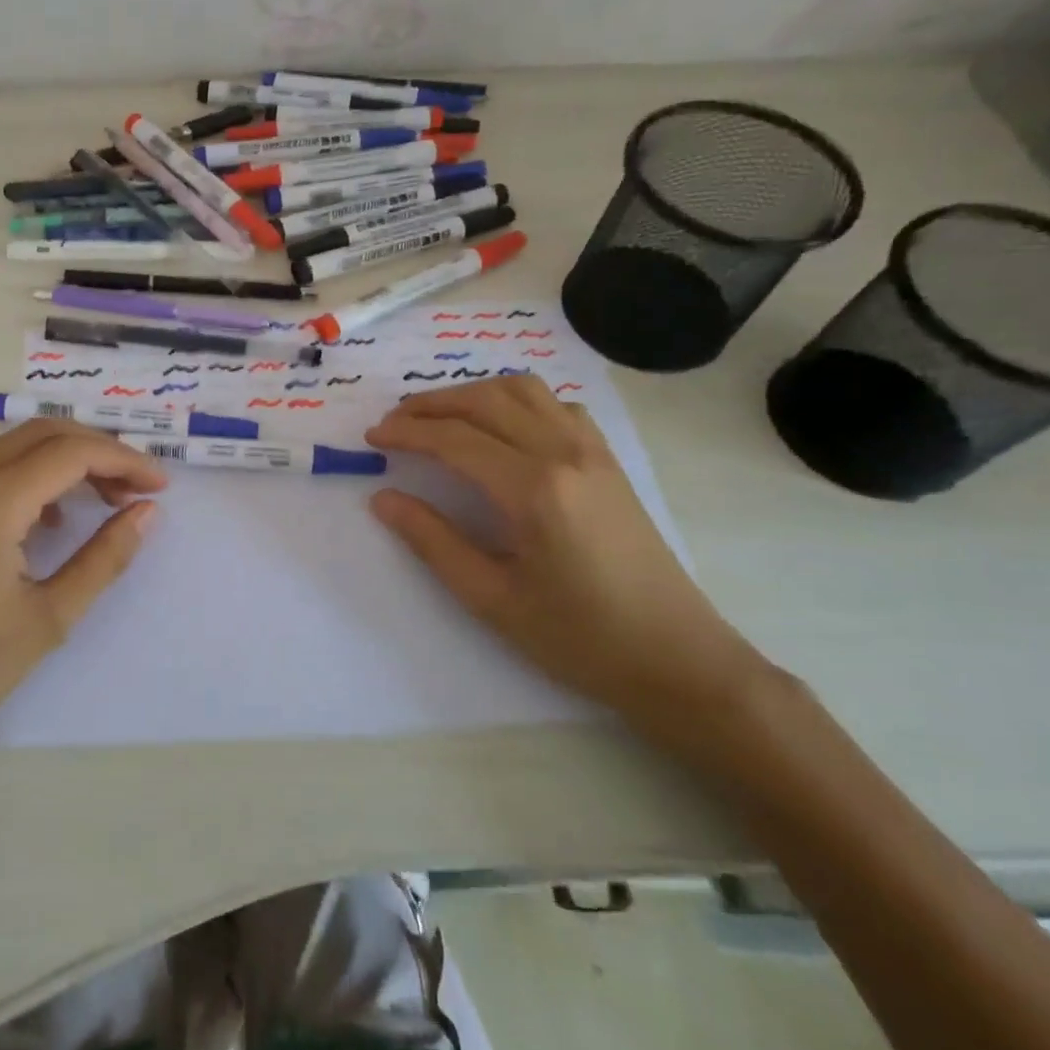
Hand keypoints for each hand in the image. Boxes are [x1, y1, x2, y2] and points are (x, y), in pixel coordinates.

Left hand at [0, 421, 165, 831]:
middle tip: (140, 489)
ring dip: (71, 460)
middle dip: (101, 451)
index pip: (71, 453)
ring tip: (111, 499)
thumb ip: (104, 558)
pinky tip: (59, 518)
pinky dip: (40, 475)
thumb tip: (146, 512)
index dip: (124, 460)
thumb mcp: (49, 618)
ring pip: (22, 446)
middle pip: (47, 434)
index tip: (161, 487)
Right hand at [365, 378, 769, 753]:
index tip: (372, 437)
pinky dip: (516, 401)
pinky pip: (556, 405)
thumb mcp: (491, 598)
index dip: (406, 432)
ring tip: (438, 417)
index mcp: (534, 489)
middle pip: (485, 401)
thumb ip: (432, 541)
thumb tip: (383, 499)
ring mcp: (593, 452)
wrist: (677, 659)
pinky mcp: (609, 461)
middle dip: (430, 404)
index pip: (454, 439)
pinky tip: (500, 428)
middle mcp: (564, 453)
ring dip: (472, 394)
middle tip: (393, 422)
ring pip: (523, 390)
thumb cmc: (579, 638)